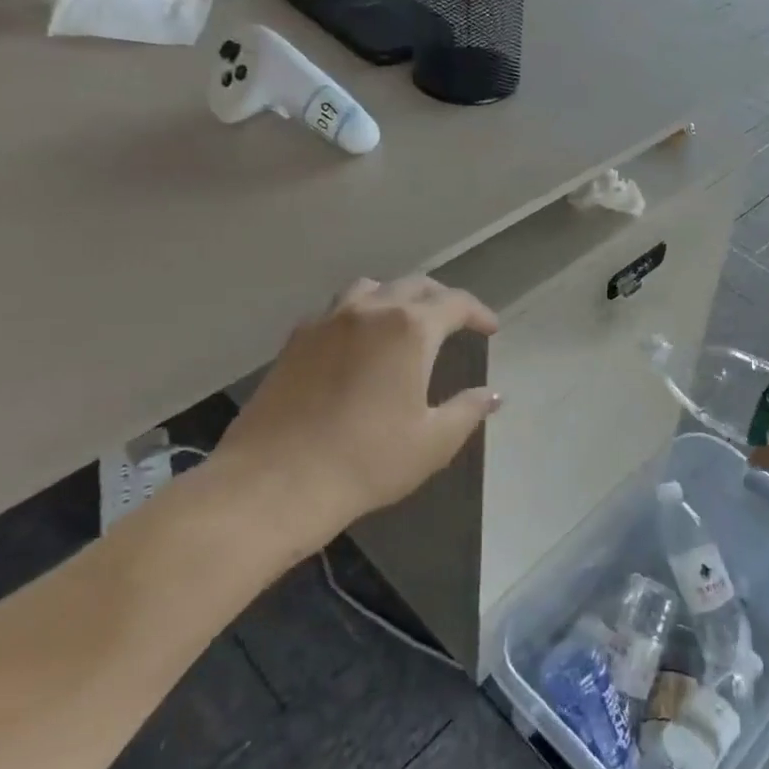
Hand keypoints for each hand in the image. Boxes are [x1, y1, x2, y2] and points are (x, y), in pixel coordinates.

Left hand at [213, 276, 501, 531]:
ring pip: (370, 289)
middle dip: (441, 299)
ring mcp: (327, 321)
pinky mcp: (295, 340)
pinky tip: (358, 344)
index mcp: (410, 329)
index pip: (455, 303)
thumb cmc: (367, 461)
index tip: (490, 329)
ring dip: (396, 297)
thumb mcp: (433, 442)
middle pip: (413, 285)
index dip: (478, 312)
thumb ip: (468, 410)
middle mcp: (369, 311)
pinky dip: (359, 314)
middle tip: (455, 322)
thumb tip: (492, 394)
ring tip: (405, 322)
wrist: (275, 483)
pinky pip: (336, 310)